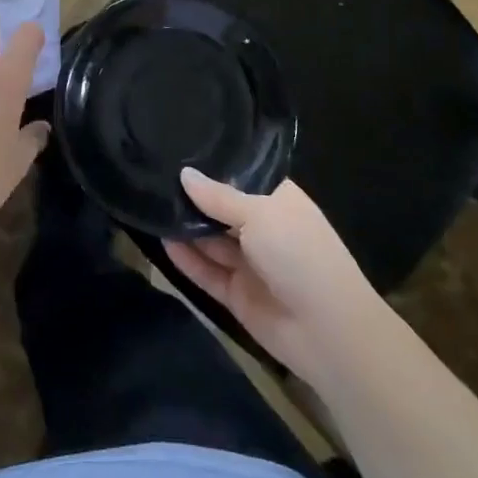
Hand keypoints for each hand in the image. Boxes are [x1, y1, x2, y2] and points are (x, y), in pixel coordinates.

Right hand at [164, 169, 384, 380]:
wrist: (327, 331)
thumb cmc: (299, 253)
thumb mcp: (259, 214)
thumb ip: (218, 196)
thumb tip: (184, 173)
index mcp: (278, 201)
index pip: (244, 175)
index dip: (216, 164)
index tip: (181, 146)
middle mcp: (264, 227)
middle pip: (222, 208)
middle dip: (194, 195)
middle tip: (154, 172)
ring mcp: (250, 262)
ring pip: (211, 240)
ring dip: (186, 226)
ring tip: (150, 202)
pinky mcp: (237, 294)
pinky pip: (207, 271)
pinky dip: (187, 259)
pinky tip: (161, 240)